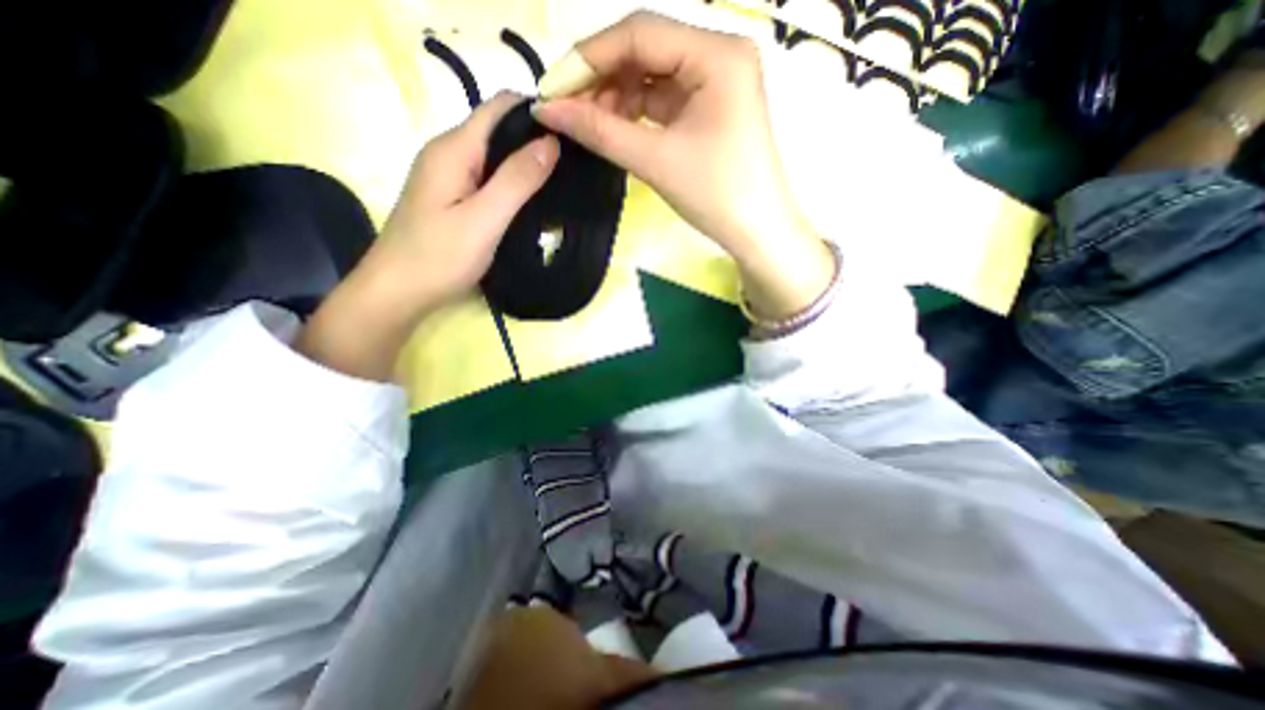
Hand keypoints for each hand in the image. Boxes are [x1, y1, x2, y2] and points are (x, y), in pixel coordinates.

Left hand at [300, 95, 557, 381]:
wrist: (398, 293)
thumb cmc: (439, 257)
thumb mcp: (484, 219)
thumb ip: (517, 180)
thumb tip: (551, 142)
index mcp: (454, 149)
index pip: (499, 108)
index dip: (536, 112)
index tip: (572, 131)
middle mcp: (449, 154)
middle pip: (498, 131)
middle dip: (535, 139)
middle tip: (574, 162)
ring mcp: (448, 177)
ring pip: (494, 156)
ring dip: (526, 163)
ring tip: (562, 179)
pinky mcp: (452, 199)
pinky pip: (488, 178)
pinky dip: (512, 183)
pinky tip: (532, 200)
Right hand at [529, 12, 836, 318]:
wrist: (757, 233)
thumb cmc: (715, 196)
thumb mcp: (656, 161)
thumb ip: (600, 131)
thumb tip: (547, 111)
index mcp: (716, 55)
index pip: (639, 33)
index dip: (588, 58)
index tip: (552, 91)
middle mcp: (719, 56)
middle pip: (645, 50)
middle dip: (601, 79)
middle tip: (567, 112)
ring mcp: (716, 83)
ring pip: (652, 76)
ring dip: (616, 97)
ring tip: (588, 126)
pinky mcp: (710, 108)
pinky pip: (664, 99)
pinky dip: (636, 112)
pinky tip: (614, 128)